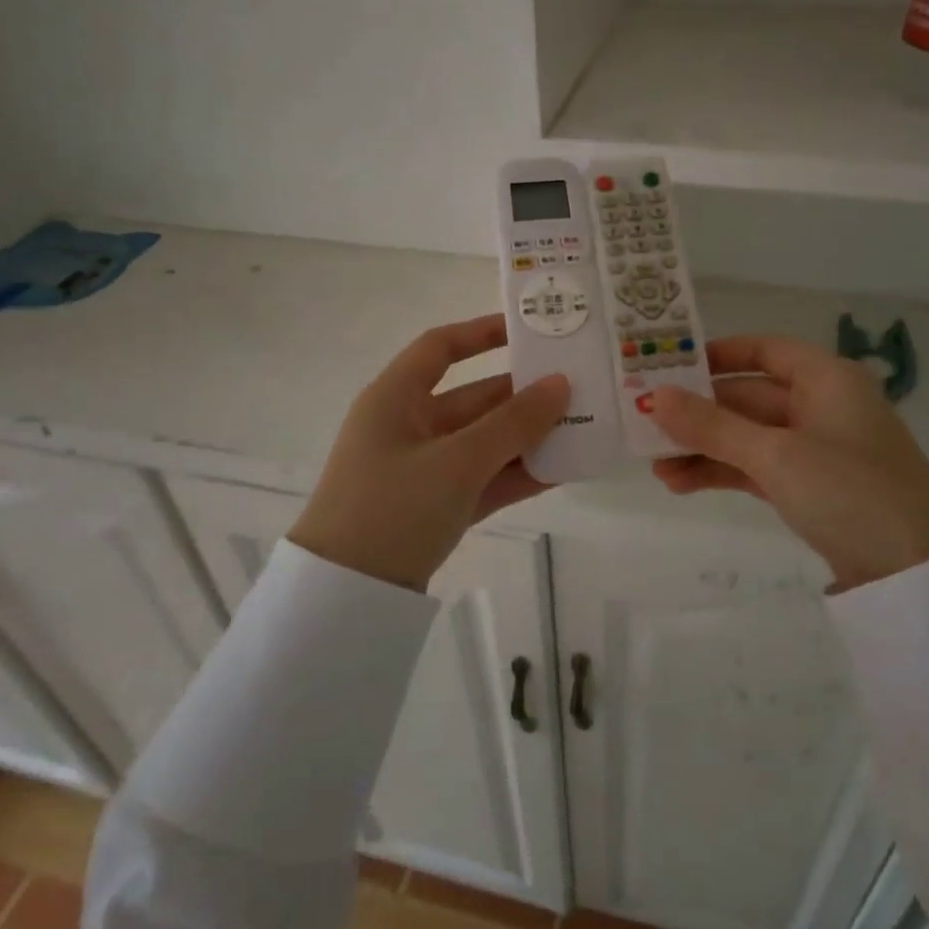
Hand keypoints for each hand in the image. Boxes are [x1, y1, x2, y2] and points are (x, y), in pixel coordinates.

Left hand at [288, 315, 568, 589]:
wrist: (346, 597)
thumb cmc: (393, 507)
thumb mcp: (457, 461)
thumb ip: (513, 423)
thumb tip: (561, 384)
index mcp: (396, 399)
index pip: (440, 348)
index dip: (482, 333)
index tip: (529, 331)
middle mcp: (409, 426)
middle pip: (474, 398)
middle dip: (524, 395)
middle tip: (578, 388)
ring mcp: (424, 469)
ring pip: (485, 442)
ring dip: (528, 438)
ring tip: (583, 429)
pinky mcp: (436, 506)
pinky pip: (484, 479)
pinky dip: (517, 475)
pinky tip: (562, 471)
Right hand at [650, 335, 928, 590]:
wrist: (915, 572)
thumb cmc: (850, 490)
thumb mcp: (776, 455)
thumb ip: (713, 426)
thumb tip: (655, 397)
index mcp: (825, 379)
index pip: (764, 349)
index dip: (717, 354)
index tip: (669, 365)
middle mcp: (820, 405)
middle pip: (747, 397)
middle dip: (698, 414)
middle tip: (645, 425)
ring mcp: (815, 449)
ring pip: (747, 436)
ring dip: (703, 448)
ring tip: (655, 467)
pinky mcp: (810, 487)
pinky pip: (756, 468)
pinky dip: (722, 472)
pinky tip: (681, 484)